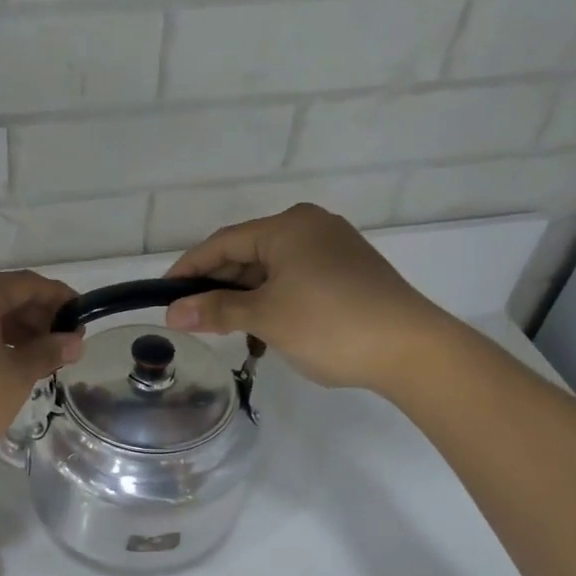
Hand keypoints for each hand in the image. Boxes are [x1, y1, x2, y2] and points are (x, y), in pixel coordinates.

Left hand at [0, 270, 83, 475]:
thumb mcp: (15, 377)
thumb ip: (47, 352)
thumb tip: (73, 340)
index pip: (26, 284)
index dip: (59, 298)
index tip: (82, 318)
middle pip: (0, 296)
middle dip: (35, 317)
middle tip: (62, 346)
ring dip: (12, 332)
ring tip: (37, 360)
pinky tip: (2, 365)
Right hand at [163, 204, 454, 390]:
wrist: (412, 349)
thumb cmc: (329, 325)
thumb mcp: (265, 317)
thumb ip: (215, 310)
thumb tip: (172, 313)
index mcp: (287, 226)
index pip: (222, 243)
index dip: (188, 269)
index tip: (163, 295)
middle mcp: (311, 227)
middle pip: (248, 254)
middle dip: (219, 287)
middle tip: (193, 319)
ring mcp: (334, 248)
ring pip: (273, 270)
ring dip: (247, 299)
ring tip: (230, 331)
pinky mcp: (350, 272)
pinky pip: (297, 280)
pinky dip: (275, 301)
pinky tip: (267, 330)